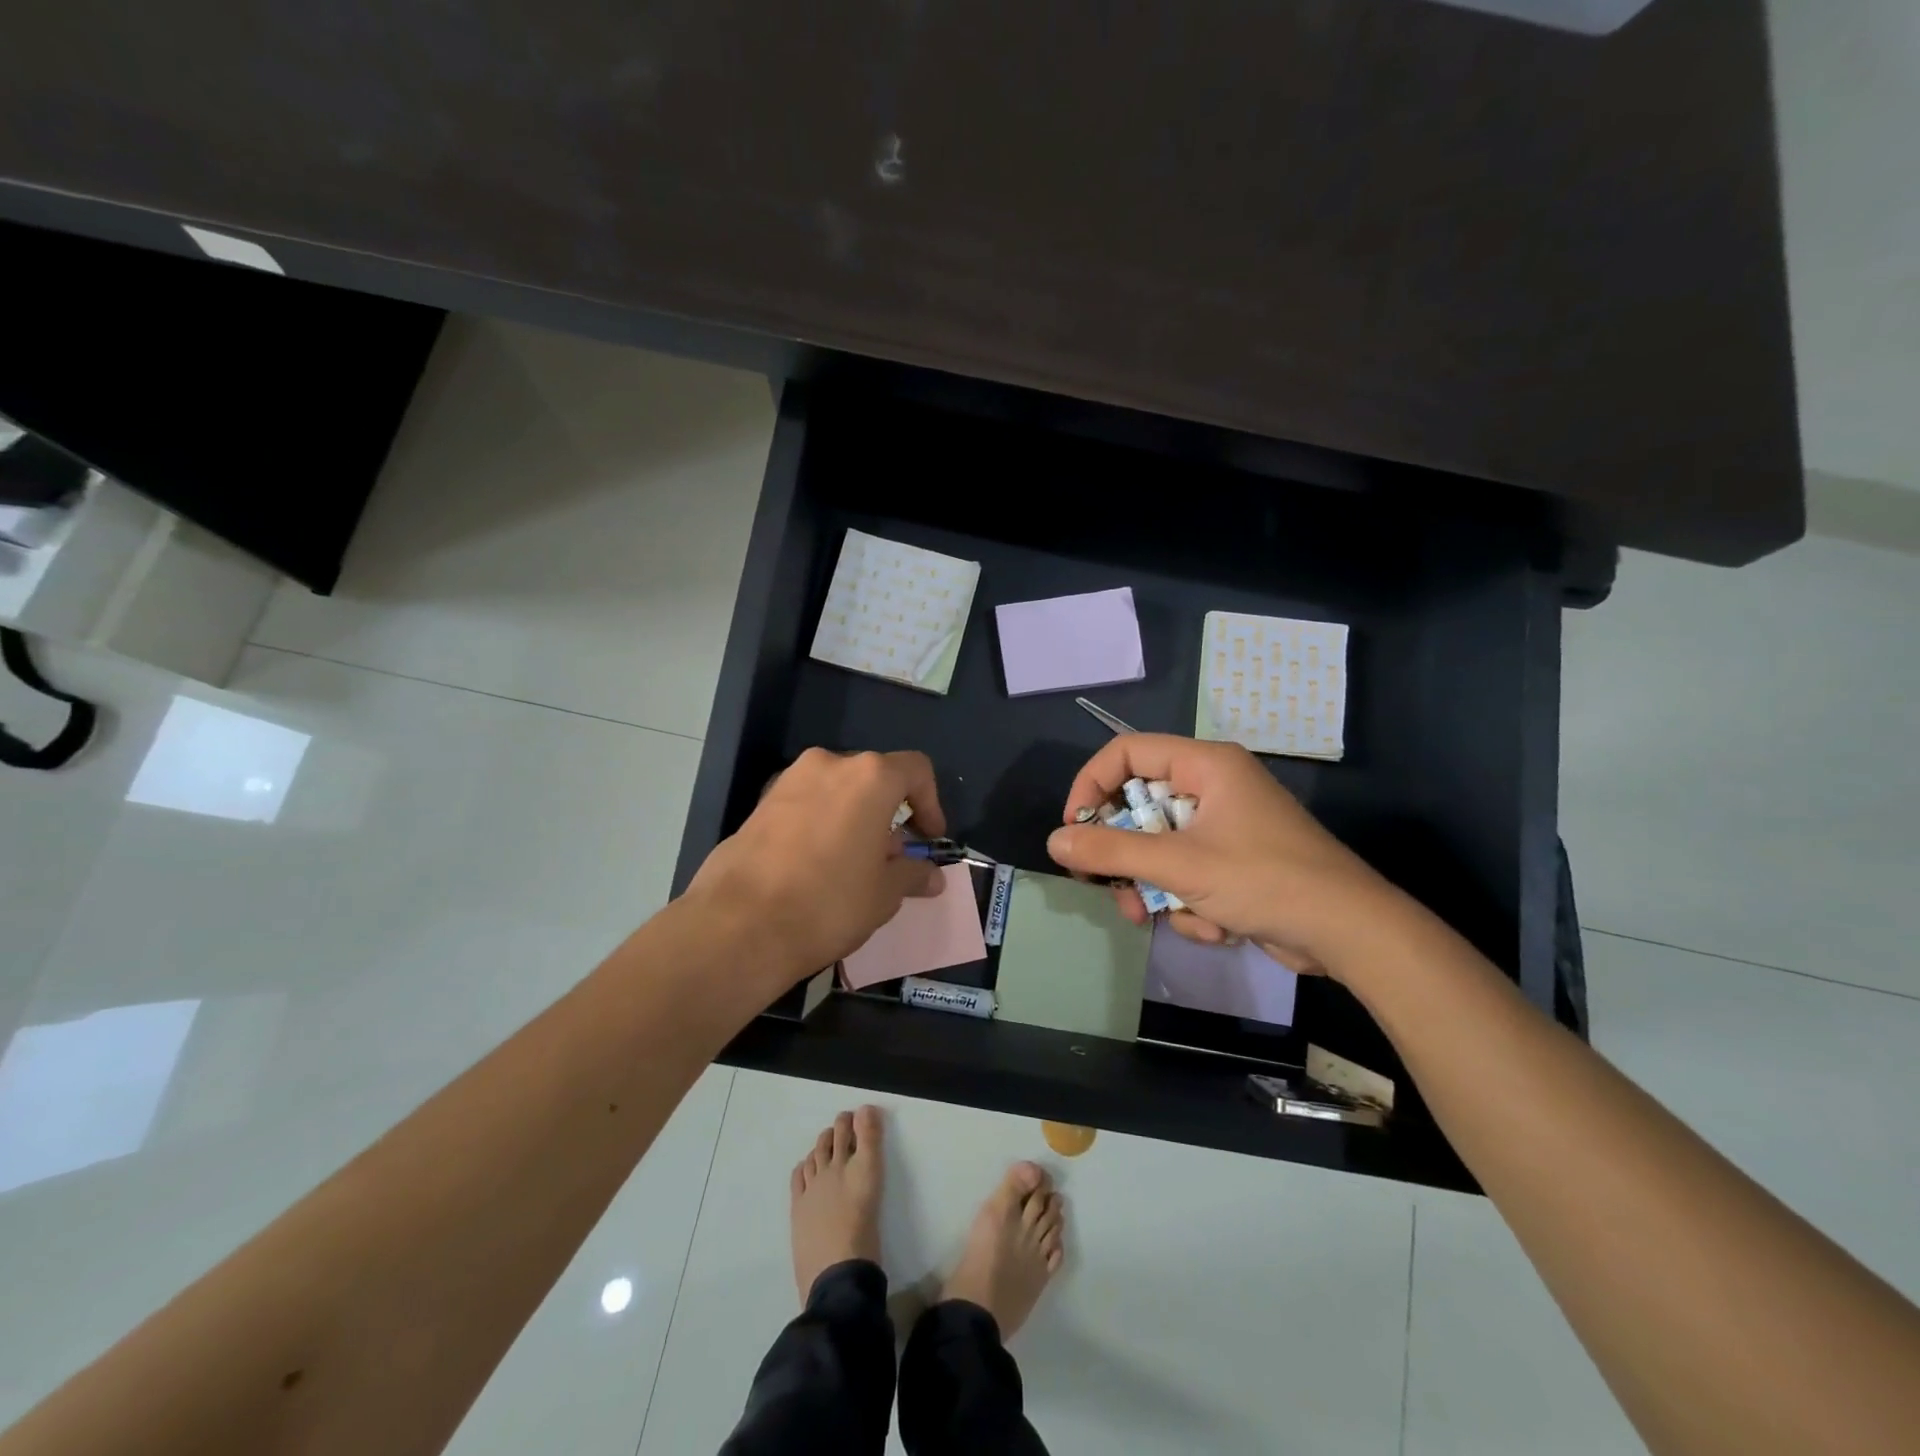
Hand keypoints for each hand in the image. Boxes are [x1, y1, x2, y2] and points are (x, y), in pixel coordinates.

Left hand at [685, 748, 946, 989]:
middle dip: (889, 814)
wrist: (739, 924)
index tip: (930, 838)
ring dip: (855, 819)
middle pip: (874, 779)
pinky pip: (806, 805)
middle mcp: (829, 764)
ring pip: (838, 791)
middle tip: (892, 858)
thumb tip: (932, 876)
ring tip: (854, 865)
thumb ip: (912, 874)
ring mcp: (789, 781)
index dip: (931, 803)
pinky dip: (822, 824)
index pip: (916, 770)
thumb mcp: (884, 894)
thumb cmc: (829, 902)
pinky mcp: (760, 803)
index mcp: (870, 777)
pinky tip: (817, 866)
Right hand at [1044, 734, 1402, 978]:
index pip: (1127, 753)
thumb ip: (1112, 850)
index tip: (1074, 827)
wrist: (1350, 933)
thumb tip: (1054, 840)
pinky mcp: (1233, 863)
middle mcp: (1213, 787)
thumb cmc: (1264, 880)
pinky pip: (1186, 874)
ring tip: (1157, 919)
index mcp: (1205, 765)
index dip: (1092, 785)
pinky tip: (1213, 926)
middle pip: (1139, 808)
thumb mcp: (1180, 864)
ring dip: (1154, 888)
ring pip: (1158, 848)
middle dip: (1124, 855)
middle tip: (1107, 885)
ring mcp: (1224, 827)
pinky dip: (1188, 902)